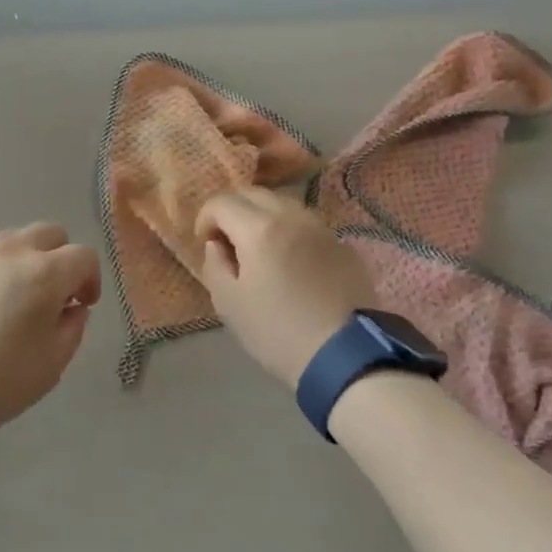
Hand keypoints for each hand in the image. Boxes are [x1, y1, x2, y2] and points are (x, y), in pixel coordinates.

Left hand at [0, 223, 100, 440]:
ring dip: (25, 261)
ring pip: (12, 241)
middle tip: (54, 294)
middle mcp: (10, 252)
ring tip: (14, 300)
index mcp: (44, 273)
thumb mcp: (53, 364)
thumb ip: (73, 327)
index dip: (90, 279)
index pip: (83, 256)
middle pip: (49, 233)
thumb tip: (72, 308)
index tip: (82, 305)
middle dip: (60, 258)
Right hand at [195, 187, 377, 390]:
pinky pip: (307, 225)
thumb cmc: (278, 332)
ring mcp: (322, 229)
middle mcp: (292, 217)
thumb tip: (217, 244)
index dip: (205, 217)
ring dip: (262, 216)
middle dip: (232, 210)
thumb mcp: (229, 304)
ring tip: (258, 247)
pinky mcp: (343, 246)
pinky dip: (289, 230)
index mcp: (259, 229)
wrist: (347, 358)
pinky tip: (289, 260)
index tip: (204, 241)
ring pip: (283, 205)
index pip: (222, 202)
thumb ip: (215, 264)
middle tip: (227, 240)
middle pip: (254, 194)